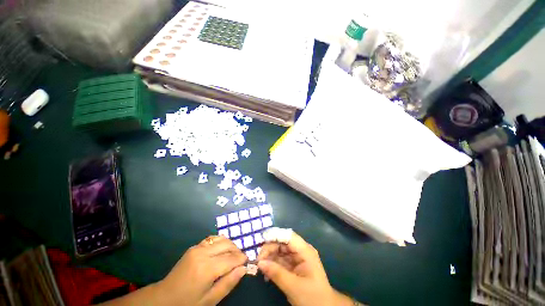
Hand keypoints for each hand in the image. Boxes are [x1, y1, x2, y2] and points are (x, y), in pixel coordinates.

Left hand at [156, 236, 247, 305]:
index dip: (241, 259)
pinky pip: (212, 239)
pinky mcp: (194, 247)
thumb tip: (243, 269)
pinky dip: (221, 242)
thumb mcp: (209, 300)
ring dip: (230, 245)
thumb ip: (228, 283)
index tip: (248, 261)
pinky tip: (222, 250)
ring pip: (221, 239)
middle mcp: (203, 253)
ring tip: (233, 255)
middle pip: (227, 245)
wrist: (164, 298)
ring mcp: (197, 248)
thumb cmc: (188, 303)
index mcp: (207, 269)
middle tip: (241, 259)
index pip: (231, 258)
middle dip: (237, 250)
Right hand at [257, 232, 352, 305]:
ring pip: (280, 250)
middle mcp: (301, 250)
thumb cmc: (312, 297)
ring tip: (260, 267)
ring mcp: (297, 257)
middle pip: (282, 242)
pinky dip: (273, 265)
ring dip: (270, 257)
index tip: (261, 242)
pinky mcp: (294, 265)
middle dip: (270, 249)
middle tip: (258, 260)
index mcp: (305, 251)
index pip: (288, 236)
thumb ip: (276, 273)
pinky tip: (266, 273)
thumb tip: (259, 263)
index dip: (275, 235)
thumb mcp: (293, 286)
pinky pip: (281, 260)